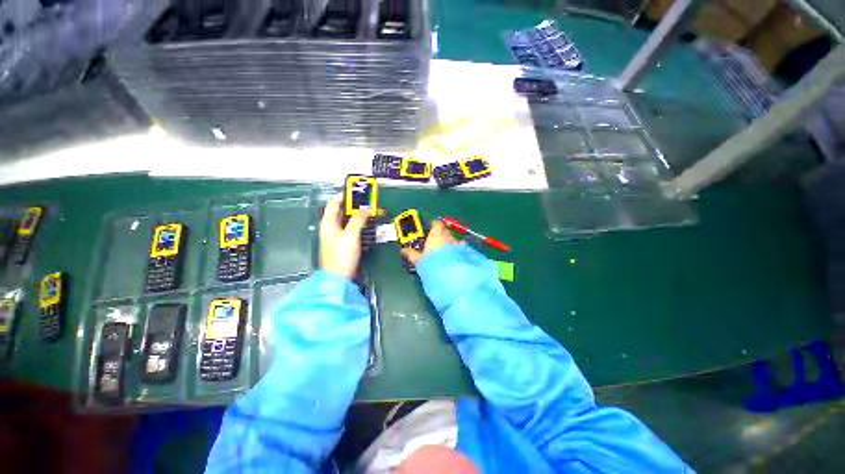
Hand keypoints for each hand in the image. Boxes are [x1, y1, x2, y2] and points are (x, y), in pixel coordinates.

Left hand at [319, 197, 371, 278]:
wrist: (340, 277)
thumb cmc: (341, 257)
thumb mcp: (351, 235)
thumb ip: (358, 220)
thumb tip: (366, 208)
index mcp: (328, 223)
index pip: (334, 203)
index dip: (345, 196)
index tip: (359, 194)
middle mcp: (332, 227)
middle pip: (344, 211)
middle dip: (358, 207)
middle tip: (371, 205)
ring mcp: (339, 235)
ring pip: (350, 220)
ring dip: (362, 217)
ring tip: (374, 215)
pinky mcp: (345, 242)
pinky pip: (354, 229)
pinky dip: (362, 226)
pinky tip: (370, 227)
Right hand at [401, 220, 463, 265]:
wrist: (451, 275)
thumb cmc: (432, 265)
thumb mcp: (419, 261)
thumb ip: (412, 254)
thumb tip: (404, 250)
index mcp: (436, 235)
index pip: (437, 224)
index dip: (435, 225)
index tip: (431, 228)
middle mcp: (448, 236)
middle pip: (445, 231)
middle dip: (442, 234)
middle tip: (436, 242)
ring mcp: (458, 243)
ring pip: (454, 239)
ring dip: (450, 242)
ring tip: (446, 251)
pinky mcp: (466, 252)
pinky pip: (462, 247)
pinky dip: (459, 249)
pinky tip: (457, 256)